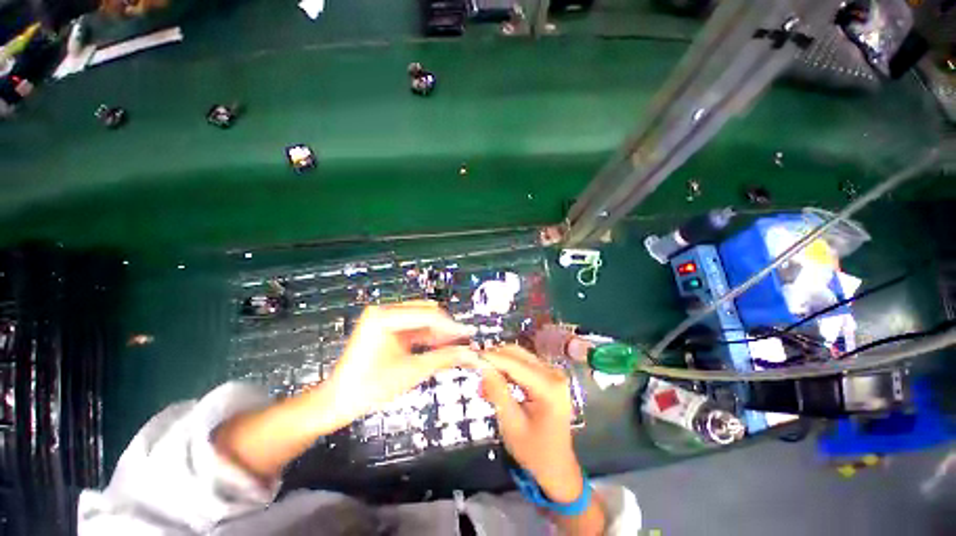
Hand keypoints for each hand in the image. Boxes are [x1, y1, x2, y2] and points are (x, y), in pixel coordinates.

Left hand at [214, 301, 474, 482]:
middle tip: (465, 341)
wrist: (338, 401)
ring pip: (422, 319)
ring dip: (439, 331)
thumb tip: (471, 354)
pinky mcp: (386, 327)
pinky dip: (428, 336)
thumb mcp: (411, 372)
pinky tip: (441, 345)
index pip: (428, 315)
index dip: (452, 325)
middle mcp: (384, 310)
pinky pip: (414, 327)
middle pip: (426, 312)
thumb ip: (443, 359)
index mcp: (384, 316)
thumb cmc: (369, 388)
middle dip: (446, 327)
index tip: (470, 333)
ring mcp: (384, 318)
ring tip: (457, 344)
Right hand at [475, 345, 583, 503]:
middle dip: (495, 358)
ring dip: (500, 364)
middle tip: (474, 366)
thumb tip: (482, 366)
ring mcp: (553, 373)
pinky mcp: (549, 376)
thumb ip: (497, 392)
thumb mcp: (511, 424)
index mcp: (549, 387)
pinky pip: (525, 364)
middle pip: (518, 355)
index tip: (471, 354)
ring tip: (483, 379)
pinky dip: (508, 369)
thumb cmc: (534, 451)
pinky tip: (496, 381)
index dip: (492, 357)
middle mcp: (554, 374)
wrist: (557, 467)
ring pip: (520, 357)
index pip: (514, 364)